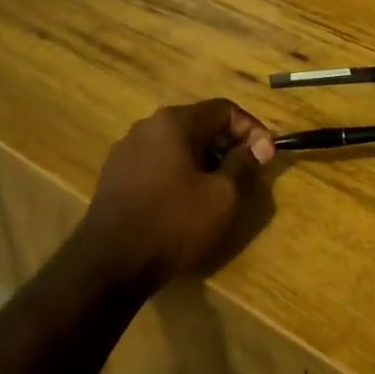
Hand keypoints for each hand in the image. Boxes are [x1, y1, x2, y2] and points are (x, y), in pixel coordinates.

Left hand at [73, 99, 275, 291]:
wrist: (108, 264)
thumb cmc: (172, 224)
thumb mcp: (222, 197)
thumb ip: (245, 164)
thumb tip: (260, 146)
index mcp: (173, 122)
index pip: (224, 109)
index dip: (252, 129)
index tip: (266, 157)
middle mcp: (147, 126)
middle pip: (200, 123)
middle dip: (228, 145)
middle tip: (245, 175)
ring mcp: (126, 150)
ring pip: (178, 144)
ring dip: (204, 160)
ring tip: (218, 191)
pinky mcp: (115, 174)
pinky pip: (158, 162)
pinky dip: (179, 173)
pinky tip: (185, 202)